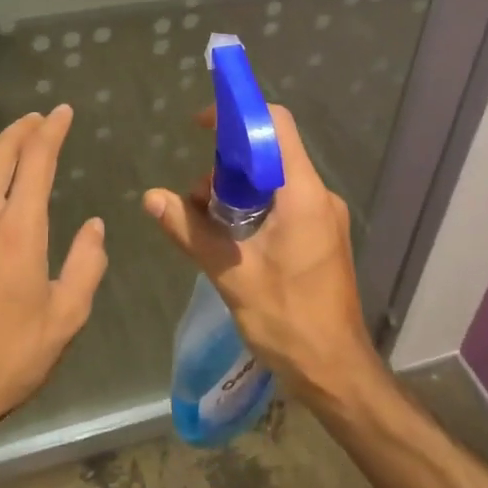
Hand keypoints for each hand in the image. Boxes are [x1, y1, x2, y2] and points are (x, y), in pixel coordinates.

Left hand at [0, 106, 107, 447]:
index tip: (63, 113)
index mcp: (18, 231)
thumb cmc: (10, 358)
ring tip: (9, 141)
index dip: (51, 131)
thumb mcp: (66, 317)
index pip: (35, 162)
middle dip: (20, 130)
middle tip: (38, 119)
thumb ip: (86, 265)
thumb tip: (94, 227)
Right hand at [141, 104, 375, 398]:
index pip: (276, 126)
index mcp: (303, 195)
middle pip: (268, 154)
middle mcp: (318, 196)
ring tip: (207, 230)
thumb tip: (151, 198)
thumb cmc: (289, 321)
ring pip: (272, 182)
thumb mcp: (232, 274)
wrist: (336, 372)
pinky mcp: (320, 236)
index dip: (238, 115)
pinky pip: (282, 204)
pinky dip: (251, 211)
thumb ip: (190, 231)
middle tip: (196, 203)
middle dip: (225, 168)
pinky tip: (229, 242)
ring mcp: (322, 217)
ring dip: (235, 194)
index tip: (200, 127)